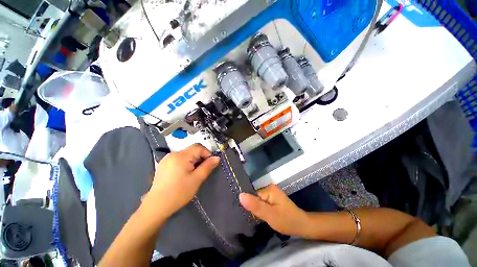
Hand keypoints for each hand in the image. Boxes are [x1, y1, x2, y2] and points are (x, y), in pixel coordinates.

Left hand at [146, 144, 219, 216]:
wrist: (156, 206)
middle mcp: (173, 154)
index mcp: (181, 156)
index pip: (198, 147)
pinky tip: (184, 174)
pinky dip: (186, 163)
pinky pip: (179, 159)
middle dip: (200, 158)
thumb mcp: (197, 179)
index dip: (207, 153)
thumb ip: (208, 166)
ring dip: (193, 161)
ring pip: (186, 154)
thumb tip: (217, 157)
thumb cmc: (179, 192)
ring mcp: (167, 159)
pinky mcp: (164, 164)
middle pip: (192, 150)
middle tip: (202, 170)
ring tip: (193, 173)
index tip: (210, 164)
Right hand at [239, 184, 308, 236]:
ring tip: (252, 216)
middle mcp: (269, 188)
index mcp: (268, 189)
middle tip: (250, 216)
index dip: (248, 203)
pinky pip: (262, 201)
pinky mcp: (272, 198)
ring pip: (257, 199)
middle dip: (252, 206)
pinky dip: (260, 208)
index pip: (252, 194)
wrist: (301, 225)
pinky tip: (259, 214)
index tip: (244, 212)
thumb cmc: (286, 220)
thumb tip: (240, 195)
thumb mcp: (269, 215)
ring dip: (255, 207)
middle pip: (254, 196)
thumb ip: (255, 205)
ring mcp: (271, 193)